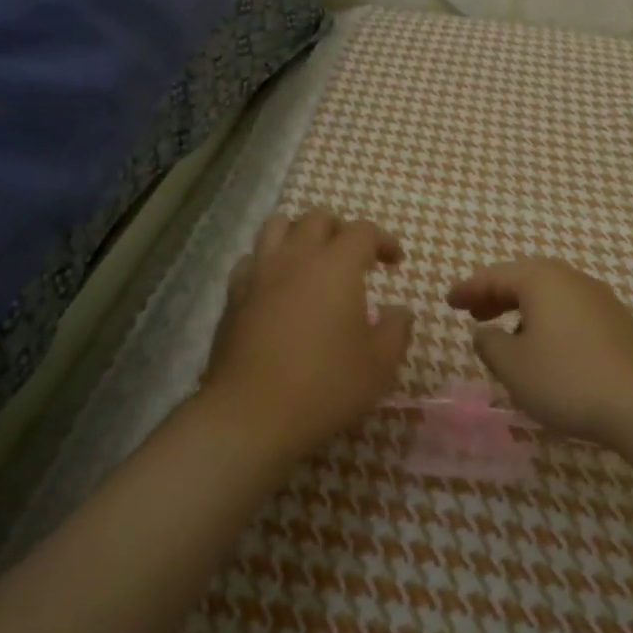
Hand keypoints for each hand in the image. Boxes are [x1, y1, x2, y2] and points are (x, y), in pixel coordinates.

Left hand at [202, 210, 413, 461]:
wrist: (252, 413)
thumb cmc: (326, 385)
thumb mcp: (380, 364)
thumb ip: (396, 329)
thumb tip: (399, 311)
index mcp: (336, 265)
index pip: (362, 231)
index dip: (383, 240)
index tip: (394, 262)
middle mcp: (295, 257)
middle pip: (317, 218)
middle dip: (341, 230)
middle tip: (354, 258)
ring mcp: (258, 273)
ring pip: (277, 227)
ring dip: (300, 234)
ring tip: (312, 260)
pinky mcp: (233, 296)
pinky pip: (252, 260)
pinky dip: (269, 261)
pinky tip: (277, 287)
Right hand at [447, 258, 632, 449]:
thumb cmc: (569, 380)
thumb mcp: (514, 366)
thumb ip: (490, 345)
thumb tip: (485, 332)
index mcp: (542, 280)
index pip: (495, 276)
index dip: (468, 288)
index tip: (448, 301)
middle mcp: (572, 279)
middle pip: (524, 278)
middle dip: (495, 294)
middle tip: (473, 312)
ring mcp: (600, 299)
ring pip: (550, 295)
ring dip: (522, 308)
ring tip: (505, 333)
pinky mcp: (617, 322)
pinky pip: (570, 310)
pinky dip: (547, 320)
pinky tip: (545, 347)